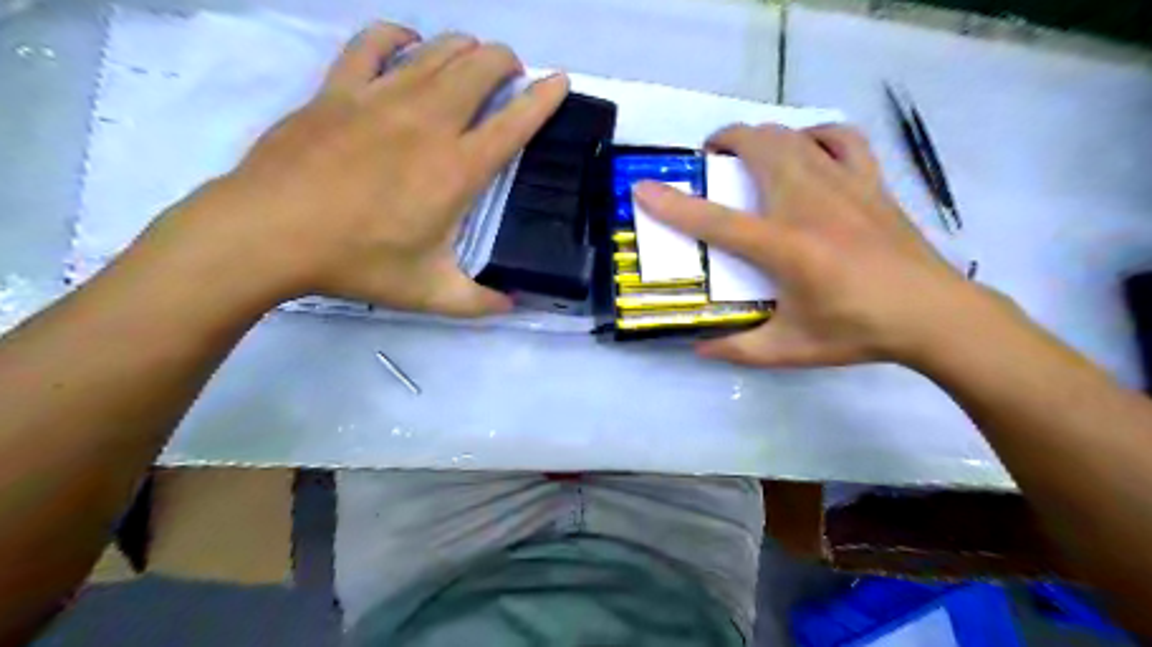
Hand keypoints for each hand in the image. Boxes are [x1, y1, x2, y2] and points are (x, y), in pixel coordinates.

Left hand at [147, 24, 568, 316]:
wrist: (269, 233)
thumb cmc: (357, 262)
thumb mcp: (430, 294)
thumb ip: (479, 302)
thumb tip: (511, 306)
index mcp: (457, 170)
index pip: (515, 123)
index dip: (544, 99)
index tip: (561, 82)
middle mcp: (428, 122)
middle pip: (480, 68)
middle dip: (506, 61)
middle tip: (512, 73)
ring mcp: (381, 98)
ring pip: (438, 50)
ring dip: (465, 48)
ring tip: (474, 60)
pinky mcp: (339, 88)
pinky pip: (374, 42)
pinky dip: (398, 35)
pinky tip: (407, 44)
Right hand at [635, 124, 985, 368]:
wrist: (933, 314)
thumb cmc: (858, 332)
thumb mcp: (790, 350)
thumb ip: (739, 350)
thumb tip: (700, 348)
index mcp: (786, 247)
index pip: (715, 220)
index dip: (672, 204)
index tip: (643, 189)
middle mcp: (810, 205)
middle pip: (758, 148)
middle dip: (723, 143)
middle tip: (709, 163)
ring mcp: (844, 185)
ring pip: (792, 135)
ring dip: (761, 136)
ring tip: (747, 152)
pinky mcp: (870, 182)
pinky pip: (841, 138)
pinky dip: (815, 134)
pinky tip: (806, 148)